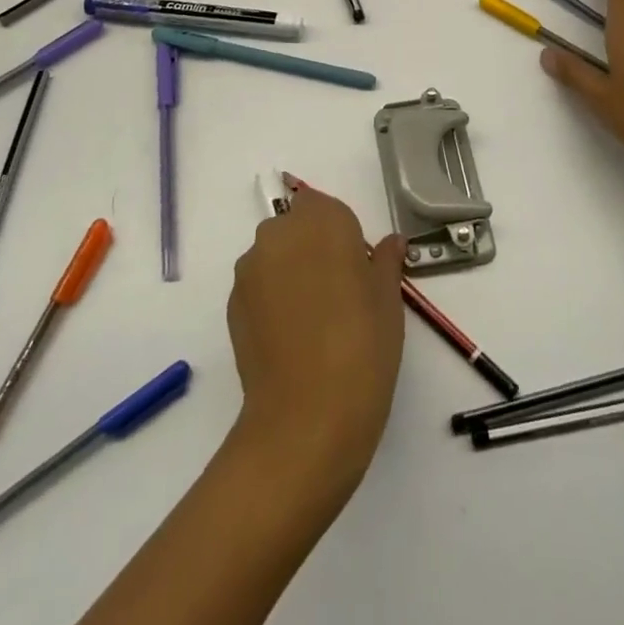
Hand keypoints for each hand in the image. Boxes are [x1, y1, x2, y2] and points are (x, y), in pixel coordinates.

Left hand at [226, 183, 405, 504]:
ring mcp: (250, 269)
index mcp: (322, 221)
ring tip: (314, 320)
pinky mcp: (233, 305)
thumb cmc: (362, 344)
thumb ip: (385, 262)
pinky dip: (272, 300)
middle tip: (339, 292)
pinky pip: (258, 287)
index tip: (357, 267)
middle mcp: (279, 234)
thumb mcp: (388, 299)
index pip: (327, 207)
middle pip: (296, 228)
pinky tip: (292, 338)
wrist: (307, 416)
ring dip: (290, 273)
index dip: (342, 234)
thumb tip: (391, 243)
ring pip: (274, 256)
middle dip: (313, 249)